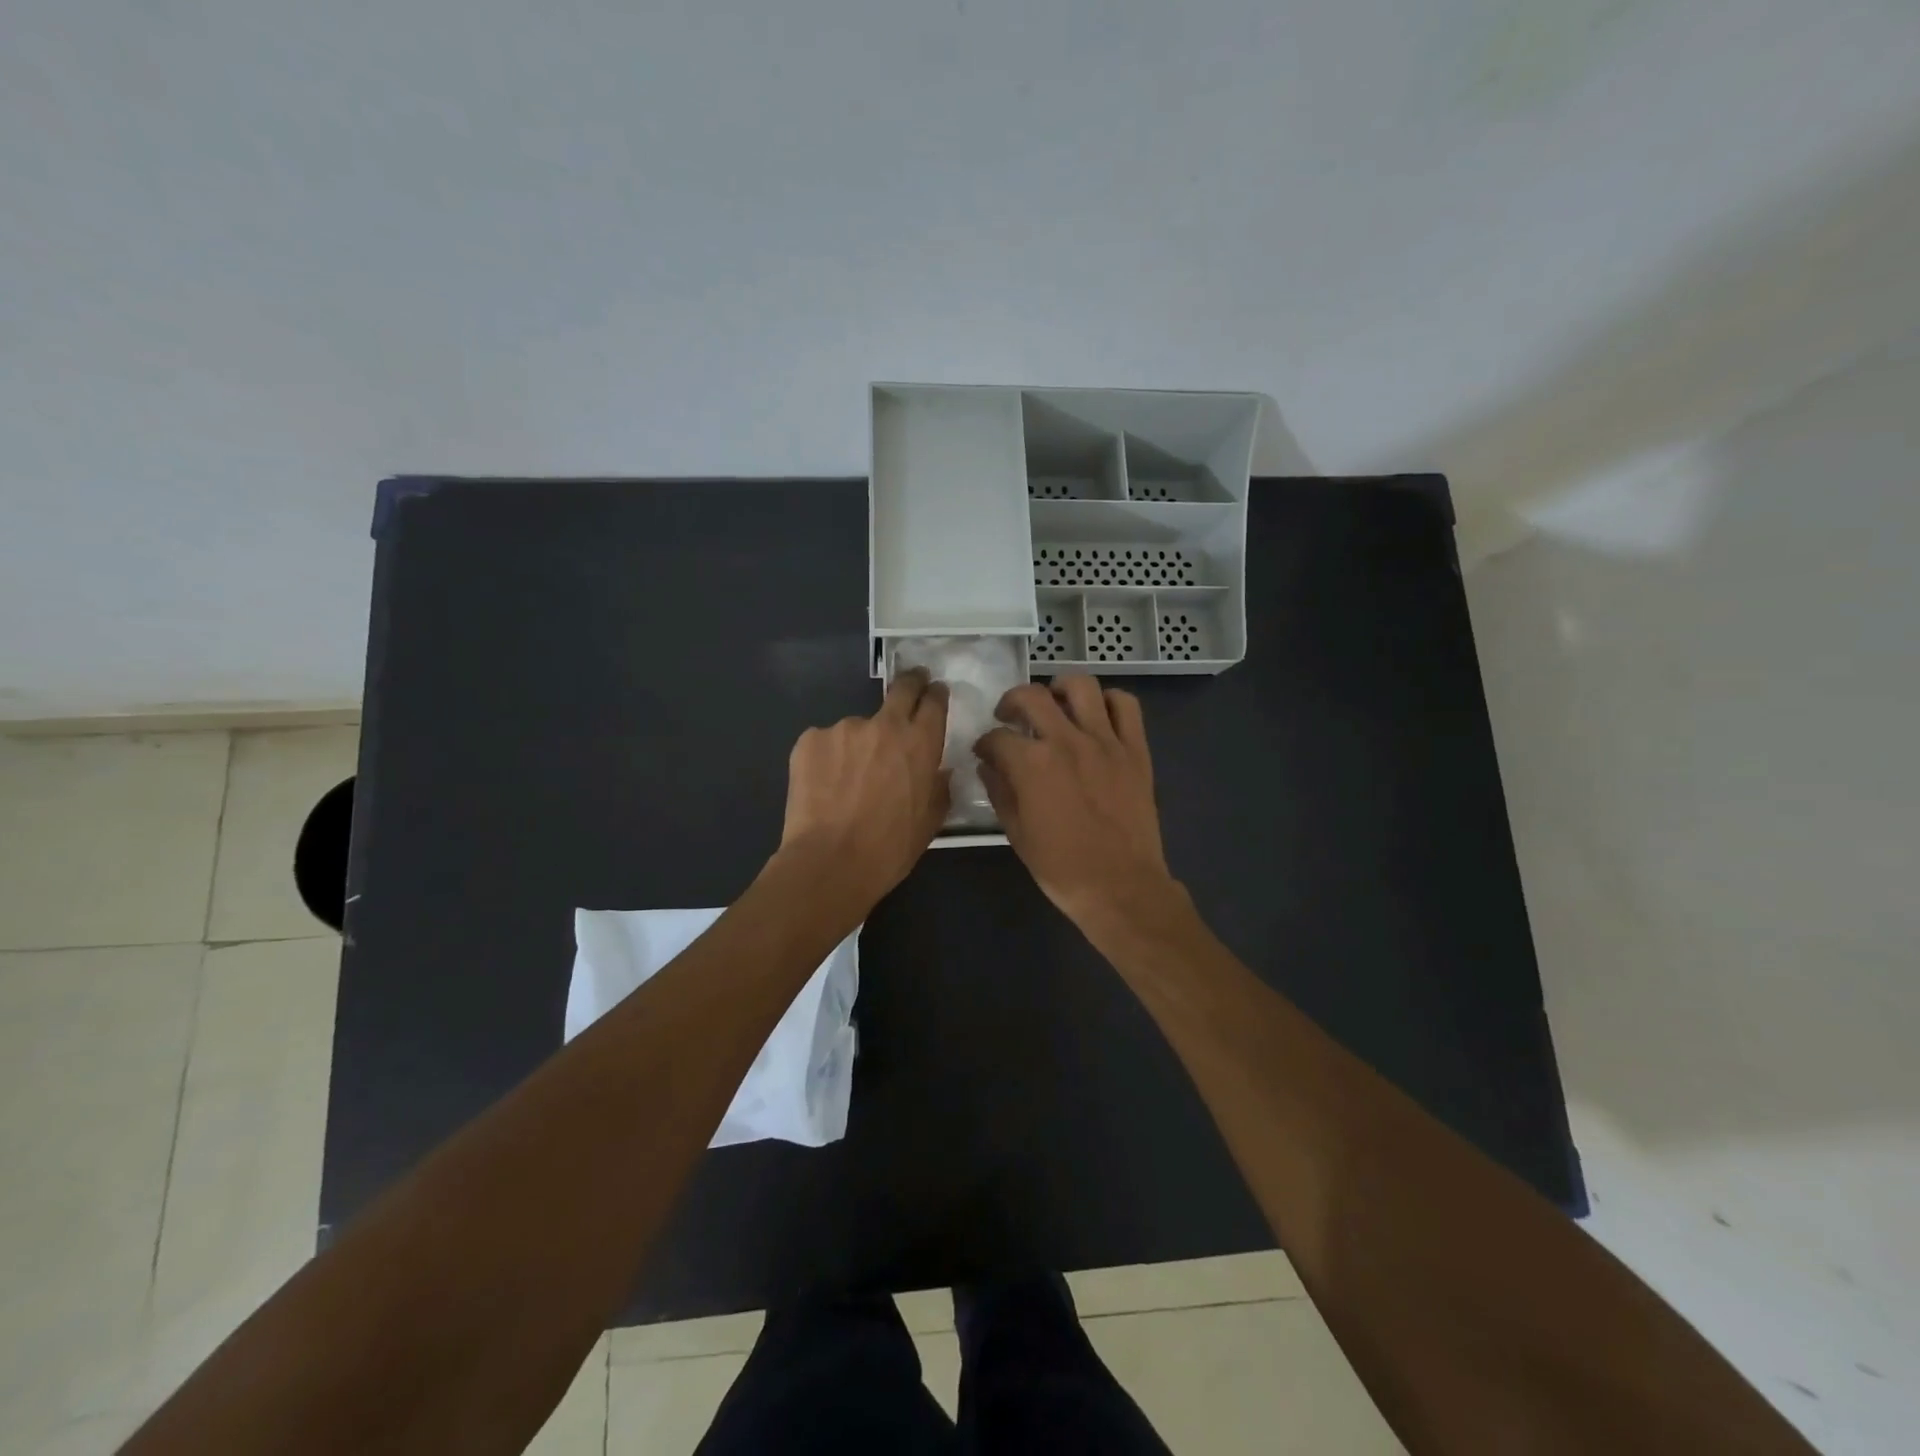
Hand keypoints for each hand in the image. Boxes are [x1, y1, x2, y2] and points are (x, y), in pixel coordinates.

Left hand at [778, 668, 951, 905]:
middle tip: (910, 686)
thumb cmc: (889, 848)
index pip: (934, 701)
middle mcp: (884, 725)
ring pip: (857, 727)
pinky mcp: (810, 739)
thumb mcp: (930, 821)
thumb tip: (938, 772)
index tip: (934, 692)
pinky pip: (826, 743)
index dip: (935, 694)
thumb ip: (938, 787)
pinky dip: (828, 758)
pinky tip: (824, 787)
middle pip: (901, 688)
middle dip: (910, 682)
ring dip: (859, 743)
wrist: (830, 862)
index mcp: (920, 743)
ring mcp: (843, 728)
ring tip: (848, 779)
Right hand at [973, 675, 1180, 933]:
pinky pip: (1126, 706)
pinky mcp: (1135, 750)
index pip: (997, 737)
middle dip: (1011, 702)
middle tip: (1010, 717)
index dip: (985, 743)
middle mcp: (1067, 741)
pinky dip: (1109, 701)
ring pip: (1082, 686)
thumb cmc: (1061, 867)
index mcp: (1032, 764)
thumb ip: (999, 791)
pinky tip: (1097, 714)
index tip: (985, 752)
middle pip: (1032, 696)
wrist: (1120, 886)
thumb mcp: (1016, 833)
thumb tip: (988, 766)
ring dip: (1061, 687)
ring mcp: (1105, 741)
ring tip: (1055, 703)